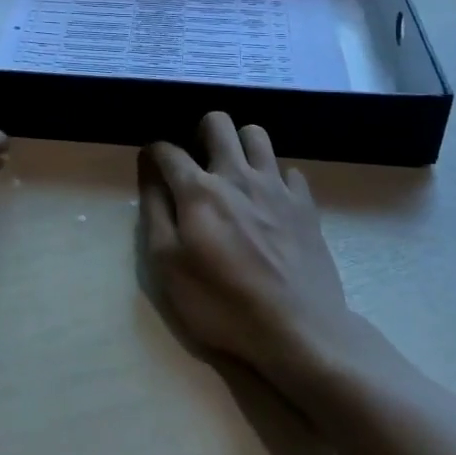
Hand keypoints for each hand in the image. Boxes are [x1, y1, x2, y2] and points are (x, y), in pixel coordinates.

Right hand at [138, 112, 362, 382]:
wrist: (299, 331)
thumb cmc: (222, 304)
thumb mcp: (168, 267)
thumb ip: (155, 213)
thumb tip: (150, 174)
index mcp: (199, 190)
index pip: (168, 151)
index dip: (154, 153)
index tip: (151, 165)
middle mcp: (237, 175)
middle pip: (218, 123)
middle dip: (200, 133)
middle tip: (197, 163)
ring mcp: (276, 187)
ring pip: (257, 135)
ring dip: (239, 145)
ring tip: (233, 173)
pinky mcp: (305, 205)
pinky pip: (289, 171)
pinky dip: (275, 178)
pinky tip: (270, 201)